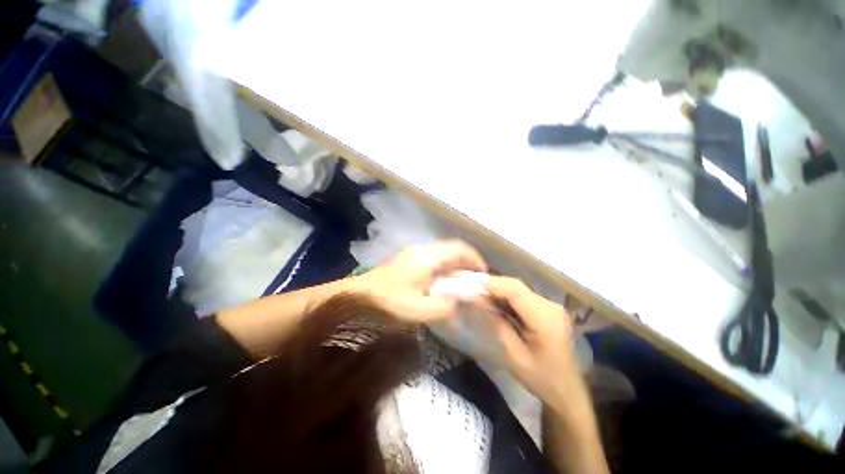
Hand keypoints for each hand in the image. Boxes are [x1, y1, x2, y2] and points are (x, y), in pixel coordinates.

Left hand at [356, 240, 486, 322]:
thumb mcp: (418, 309)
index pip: (459, 248)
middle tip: (474, 280)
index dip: (475, 258)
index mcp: (428, 257)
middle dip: (467, 262)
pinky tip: (442, 281)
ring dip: (455, 264)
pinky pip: (434, 257)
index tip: (483, 274)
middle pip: (453, 248)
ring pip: (443, 252)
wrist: (358, 294)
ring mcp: (414, 252)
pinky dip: (444, 266)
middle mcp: (423, 249)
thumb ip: (444, 306)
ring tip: (461, 282)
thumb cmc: (388, 301)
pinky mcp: (408, 258)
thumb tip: (463, 300)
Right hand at [484, 276, 584, 412]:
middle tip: (471, 289)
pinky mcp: (548, 308)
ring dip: (498, 290)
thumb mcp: (514, 355)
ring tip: (479, 295)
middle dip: (492, 285)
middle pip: (516, 286)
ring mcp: (551, 305)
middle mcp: (550, 306)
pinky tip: (495, 302)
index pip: (514, 290)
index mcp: (545, 319)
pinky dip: (506, 296)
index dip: (491, 284)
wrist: (569, 391)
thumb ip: (497, 324)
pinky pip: (522, 296)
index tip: (470, 284)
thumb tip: (479, 300)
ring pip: (518, 289)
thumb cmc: (541, 379)